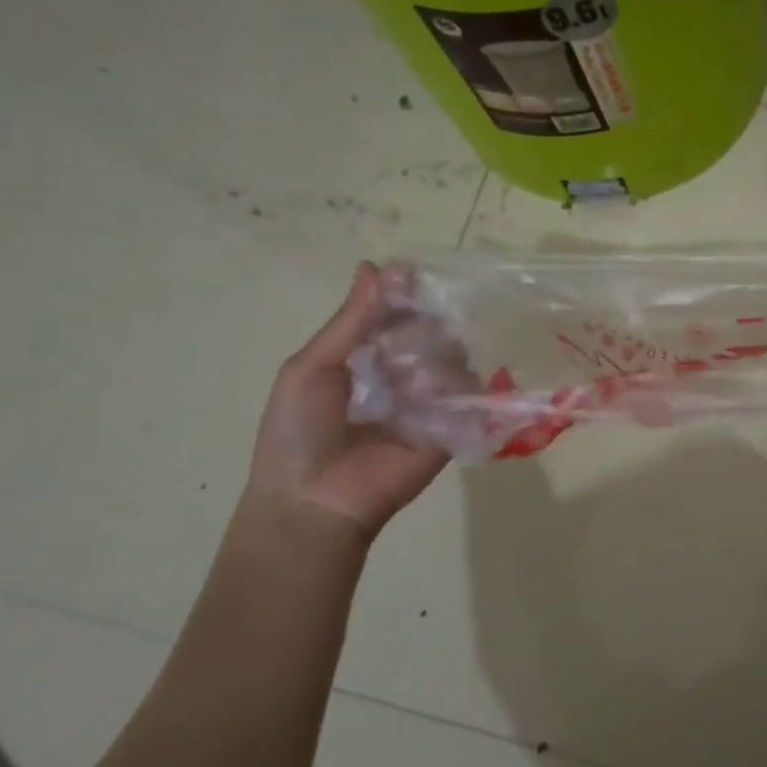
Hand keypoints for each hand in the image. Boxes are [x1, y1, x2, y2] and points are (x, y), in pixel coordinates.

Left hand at [243, 262, 448, 540]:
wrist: (313, 500)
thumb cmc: (298, 432)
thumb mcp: (313, 366)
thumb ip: (350, 320)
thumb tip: (376, 266)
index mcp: (366, 360)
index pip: (396, 317)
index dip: (405, 296)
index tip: (412, 276)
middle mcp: (403, 377)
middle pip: (431, 333)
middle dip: (425, 326)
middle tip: (409, 335)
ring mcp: (430, 403)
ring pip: (454, 358)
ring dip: (435, 357)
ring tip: (410, 378)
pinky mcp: (452, 428)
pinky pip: (468, 395)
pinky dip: (454, 387)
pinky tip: (427, 395)